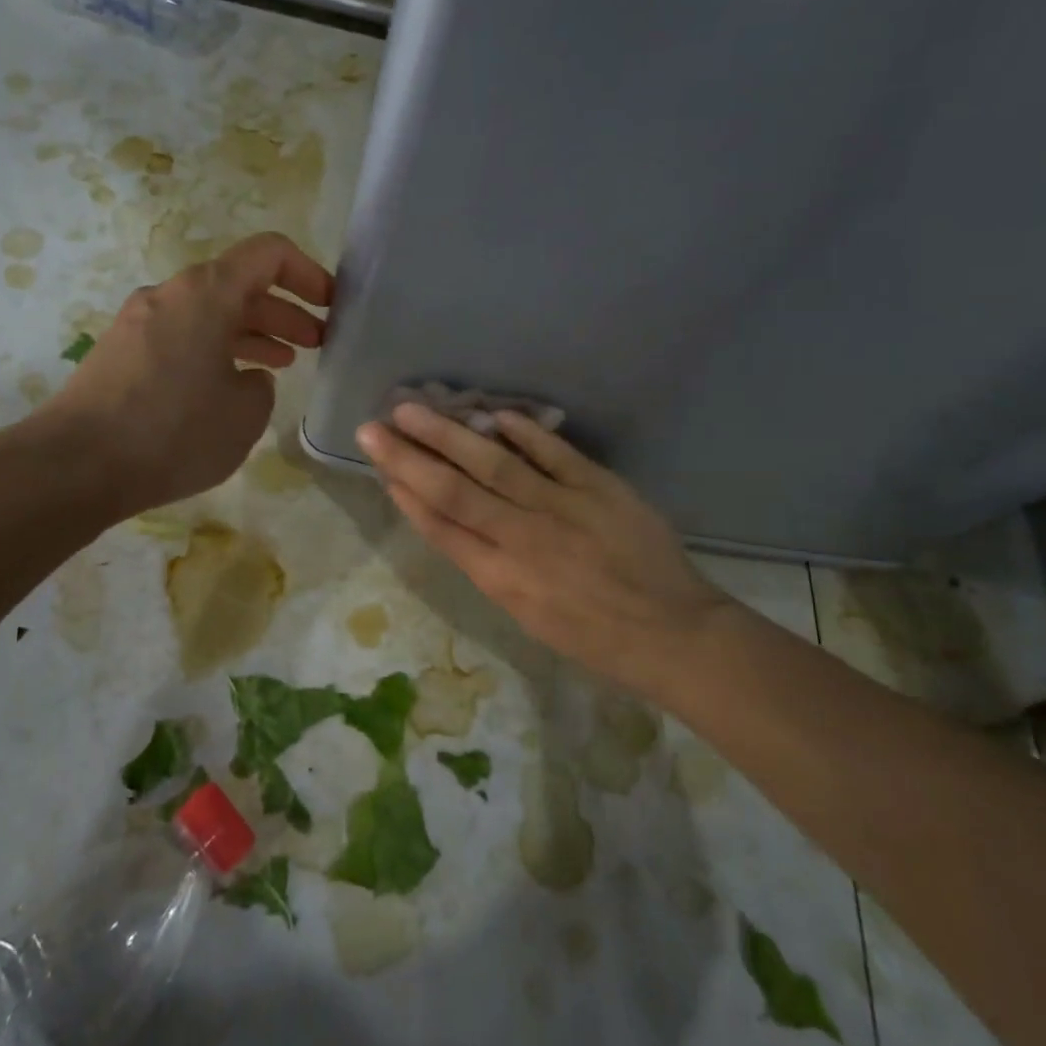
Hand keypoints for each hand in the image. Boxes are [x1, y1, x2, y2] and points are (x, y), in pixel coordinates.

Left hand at [47, 233, 332, 515]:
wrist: (75, 465)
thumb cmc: (174, 432)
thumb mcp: (245, 415)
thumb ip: (262, 385)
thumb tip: (247, 377)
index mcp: (207, 293)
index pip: (269, 253)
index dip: (309, 273)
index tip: (331, 306)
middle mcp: (171, 294)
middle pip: (239, 284)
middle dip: (284, 310)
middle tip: (317, 342)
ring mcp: (140, 321)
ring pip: (209, 313)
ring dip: (251, 331)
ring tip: (283, 362)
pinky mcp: (121, 352)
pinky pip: (182, 335)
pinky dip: (215, 349)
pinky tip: (228, 384)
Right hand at [356, 405, 730, 678]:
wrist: (672, 634)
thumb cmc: (593, 637)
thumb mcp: (527, 616)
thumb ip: (488, 566)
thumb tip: (452, 521)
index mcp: (502, 579)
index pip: (441, 527)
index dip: (406, 494)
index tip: (379, 466)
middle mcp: (523, 539)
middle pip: (454, 491)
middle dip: (409, 457)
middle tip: (373, 427)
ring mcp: (562, 508)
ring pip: (494, 464)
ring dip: (450, 434)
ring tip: (413, 408)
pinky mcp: (600, 487)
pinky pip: (555, 453)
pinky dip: (524, 432)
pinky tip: (494, 413)